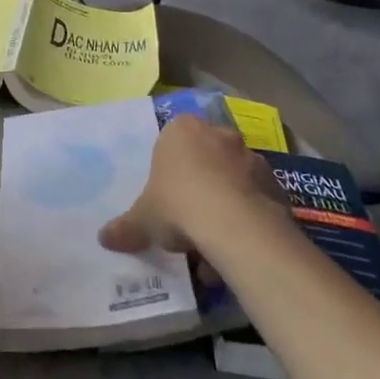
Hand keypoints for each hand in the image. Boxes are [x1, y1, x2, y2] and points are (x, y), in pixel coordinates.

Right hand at [99, 114, 285, 256]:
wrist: (236, 225)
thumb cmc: (179, 205)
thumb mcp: (143, 220)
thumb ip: (125, 227)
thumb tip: (103, 238)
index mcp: (181, 130)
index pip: (171, 142)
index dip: (169, 171)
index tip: (166, 198)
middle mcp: (218, 134)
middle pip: (205, 159)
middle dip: (199, 187)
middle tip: (188, 220)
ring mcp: (251, 156)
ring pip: (232, 180)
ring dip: (224, 205)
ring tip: (214, 246)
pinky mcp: (276, 182)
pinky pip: (255, 199)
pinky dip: (247, 218)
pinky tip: (237, 248)